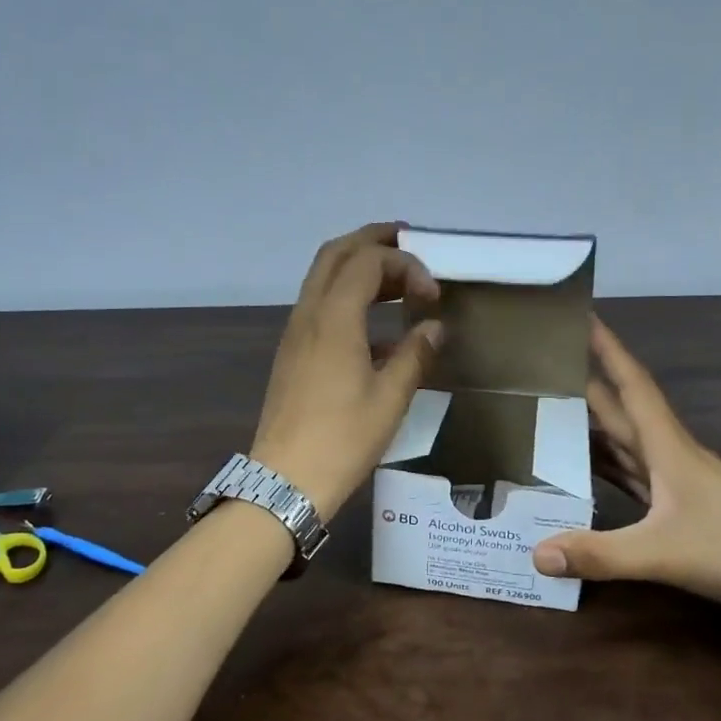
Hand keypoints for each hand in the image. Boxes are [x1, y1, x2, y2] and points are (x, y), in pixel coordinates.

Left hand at [249, 223, 444, 519]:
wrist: (286, 479)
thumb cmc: (343, 439)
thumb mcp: (390, 398)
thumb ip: (415, 355)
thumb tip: (434, 328)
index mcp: (334, 318)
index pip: (368, 261)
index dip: (405, 264)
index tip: (433, 295)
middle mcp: (309, 314)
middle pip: (336, 254)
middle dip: (373, 241)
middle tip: (409, 242)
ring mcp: (295, 332)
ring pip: (323, 277)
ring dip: (358, 267)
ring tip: (397, 278)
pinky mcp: (292, 352)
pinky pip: (319, 305)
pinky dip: (348, 297)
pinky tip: (377, 328)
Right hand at [532, 319, 720, 633]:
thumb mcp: (664, 553)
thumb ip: (600, 554)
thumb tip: (537, 554)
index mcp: (668, 448)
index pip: (631, 384)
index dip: (607, 348)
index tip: (582, 314)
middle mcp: (669, 455)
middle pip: (621, 409)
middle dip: (587, 381)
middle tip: (546, 362)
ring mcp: (677, 481)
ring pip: (625, 441)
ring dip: (593, 423)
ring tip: (551, 409)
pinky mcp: (680, 506)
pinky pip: (631, 474)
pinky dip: (606, 465)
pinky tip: (584, 469)